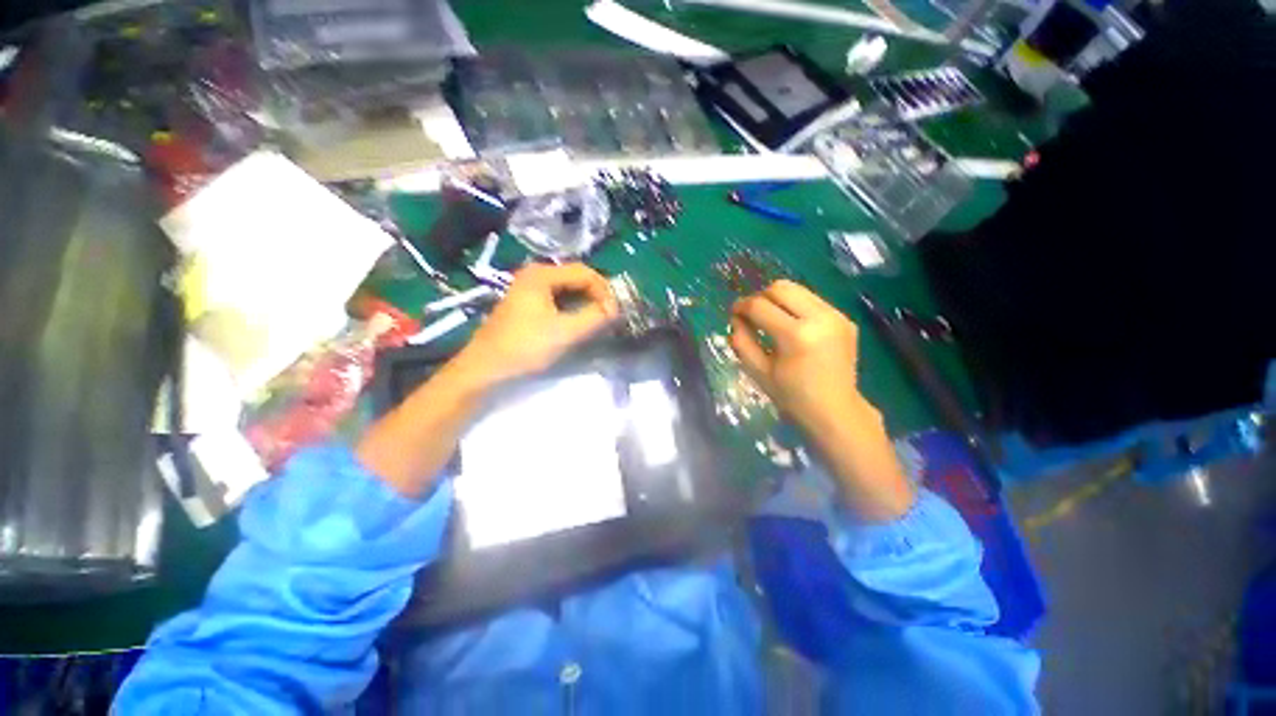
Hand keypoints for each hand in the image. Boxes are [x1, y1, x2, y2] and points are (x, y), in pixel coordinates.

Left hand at [454, 263, 617, 385]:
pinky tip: (578, 324)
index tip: (615, 314)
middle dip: (597, 297)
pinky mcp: (527, 304)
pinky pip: (558, 300)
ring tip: (598, 322)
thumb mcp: (566, 332)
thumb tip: (616, 309)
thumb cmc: (525, 347)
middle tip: (609, 318)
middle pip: (577, 278)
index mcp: (542, 275)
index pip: (586, 273)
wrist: (485, 370)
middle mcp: (534, 275)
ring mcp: (528, 289)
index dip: (605, 292)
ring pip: (568, 290)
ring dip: (586, 304)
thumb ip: (595, 318)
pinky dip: (573, 310)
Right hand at [728, 280, 862, 432]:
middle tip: (752, 315)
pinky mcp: (844, 318)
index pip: (760, 306)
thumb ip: (742, 341)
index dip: (741, 306)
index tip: (733, 313)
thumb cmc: (792, 396)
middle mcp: (819, 318)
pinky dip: (795, 307)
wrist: (835, 411)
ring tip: (770, 318)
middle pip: (780, 288)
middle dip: (760, 297)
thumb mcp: (758, 372)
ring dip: (778, 300)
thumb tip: (736, 318)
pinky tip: (792, 325)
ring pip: (797, 290)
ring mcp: (835, 316)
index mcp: (795, 336)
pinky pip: (812, 300)